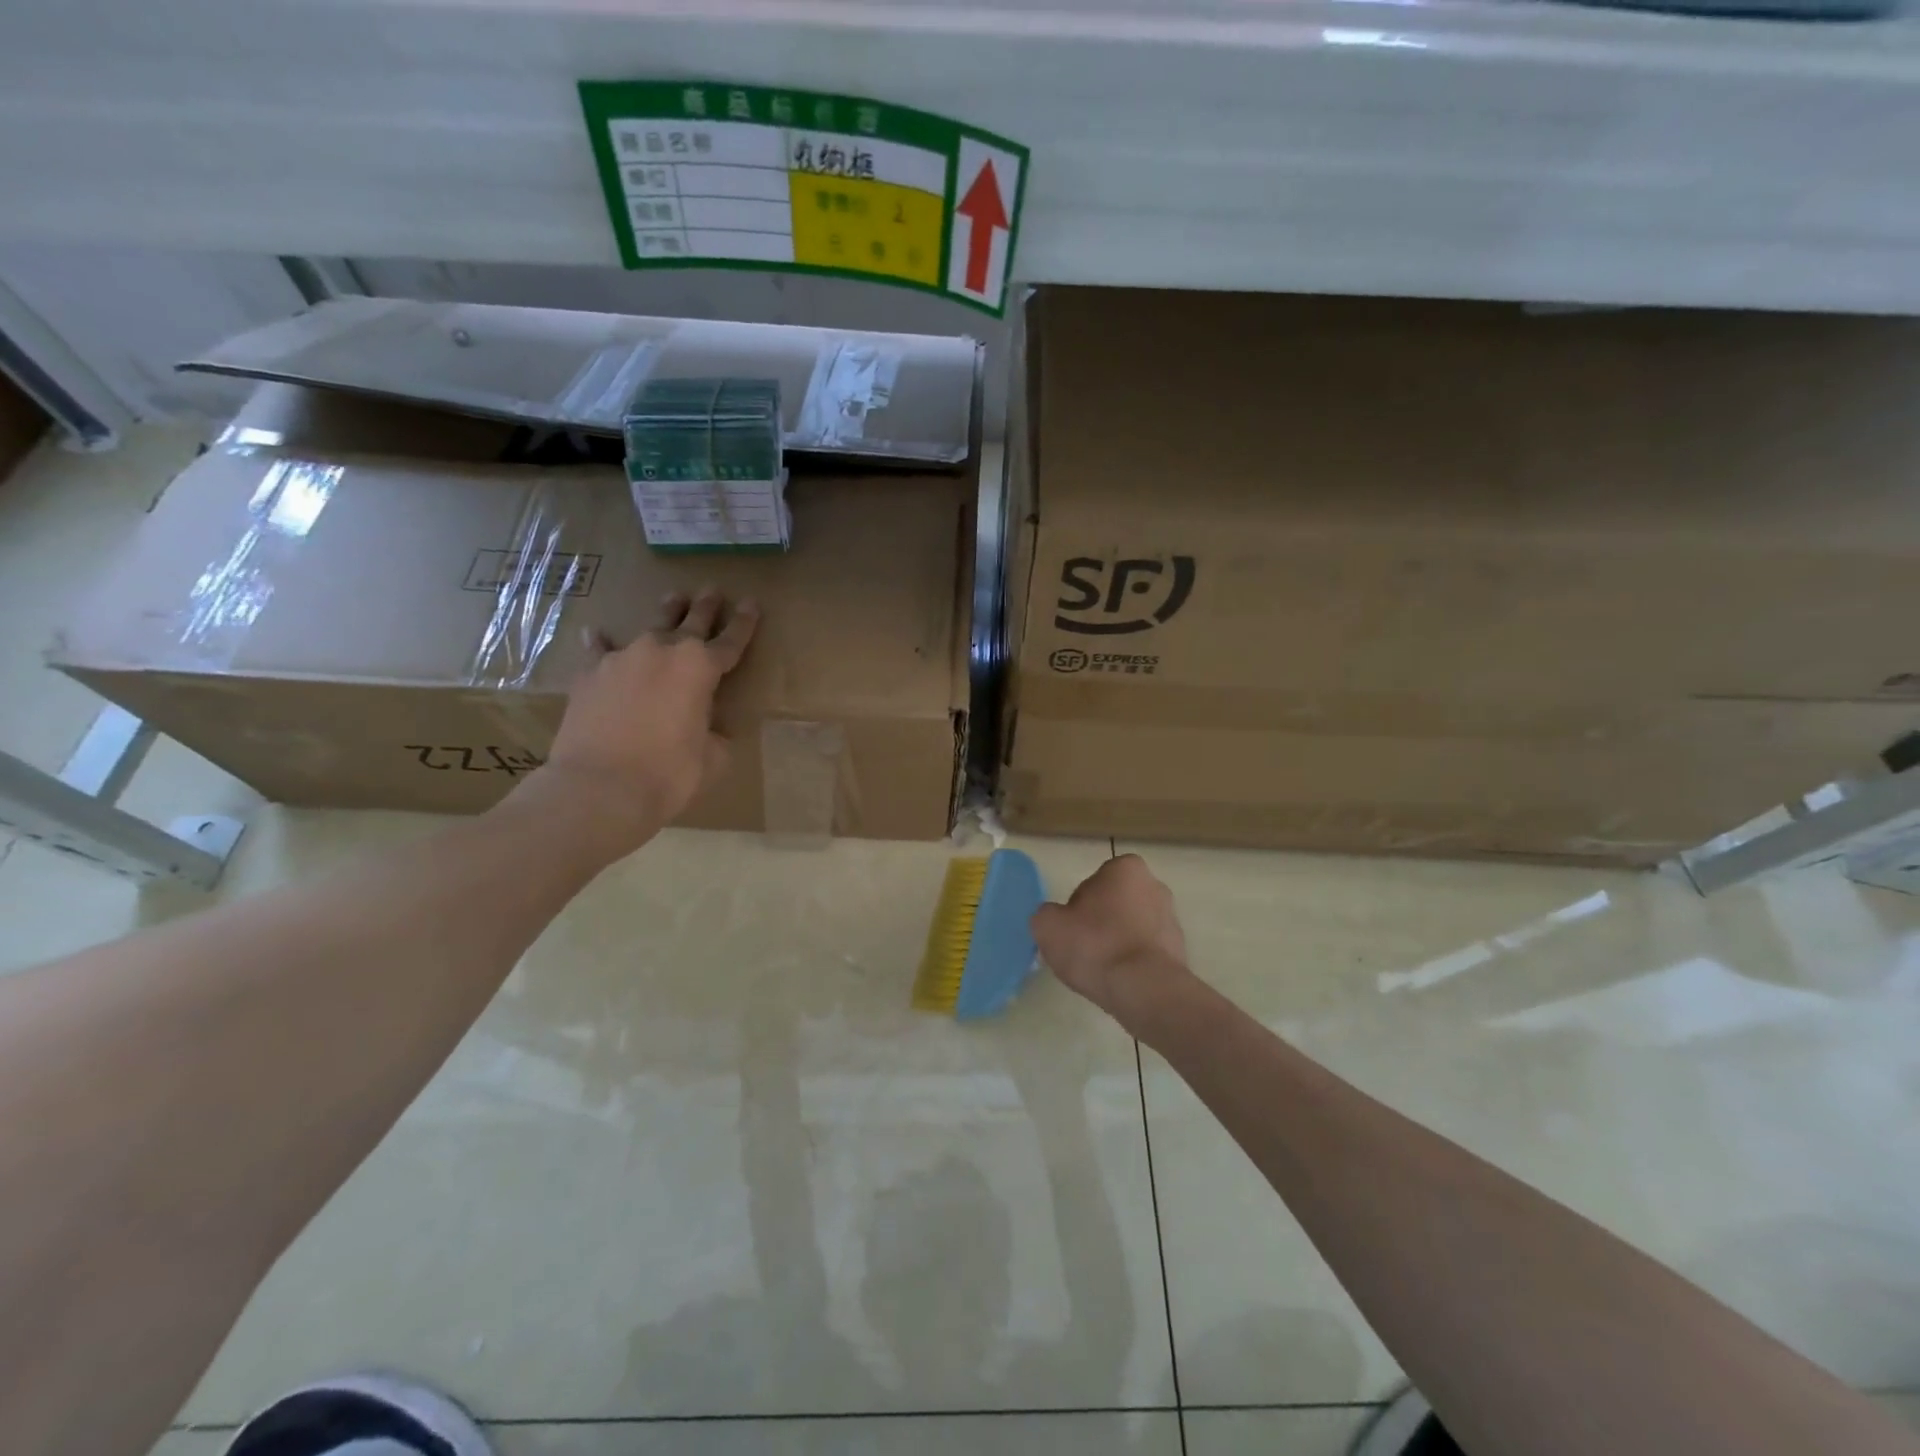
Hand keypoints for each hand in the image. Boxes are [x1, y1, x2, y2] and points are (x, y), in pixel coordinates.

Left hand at [525, 589, 758, 858]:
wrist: (600, 787)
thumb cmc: (669, 774)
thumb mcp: (713, 758)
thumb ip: (716, 735)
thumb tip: (709, 730)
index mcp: (701, 668)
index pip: (731, 640)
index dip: (744, 623)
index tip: (752, 603)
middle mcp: (663, 652)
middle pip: (691, 621)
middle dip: (705, 606)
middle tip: (712, 590)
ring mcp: (623, 658)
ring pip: (650, 627)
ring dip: (666, 614)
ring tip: (673, 598)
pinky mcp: (590, 674)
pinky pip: (600, 649)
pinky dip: (603, 642)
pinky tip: (598, 633)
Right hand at [1031, 854, 1194, 1035]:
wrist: (1144, 989)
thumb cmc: (1095, 945)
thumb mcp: (1048, 925)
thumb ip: (1046, 914)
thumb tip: (1055, 920)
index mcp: (1126, 868)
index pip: (1092, 883)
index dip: (1077, 908)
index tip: (1071, 931)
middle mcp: (1154, 885)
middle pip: (1115, 903)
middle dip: (1101, 922)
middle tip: (1083, 949)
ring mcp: (1171, 919)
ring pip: (1132, 928)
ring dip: (1118, 943)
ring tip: (1101, 970)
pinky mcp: (1180, 951)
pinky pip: (1146, 952)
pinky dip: (1134, 962)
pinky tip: (1120, 981)